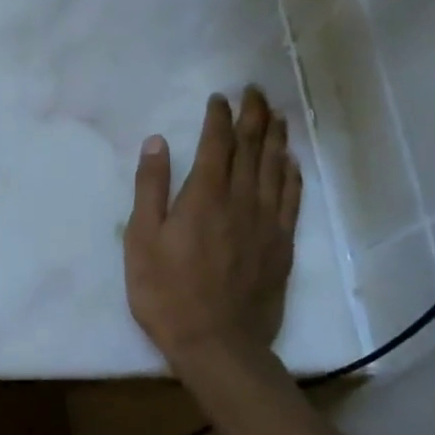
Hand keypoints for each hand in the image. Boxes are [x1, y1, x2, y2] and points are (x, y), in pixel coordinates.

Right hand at [124, 87, 301, 368]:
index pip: (217, 144)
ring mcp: (267, 222)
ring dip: (276, 138)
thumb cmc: (166, 291)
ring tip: (276, 114)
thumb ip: (150, 188)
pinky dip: (292, 174)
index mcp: (204, 196)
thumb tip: (157, 142)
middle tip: (255, 91)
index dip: (219, 117)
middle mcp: (241, 200)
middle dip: (253, 116)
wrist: (217, 342)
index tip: (219, 98)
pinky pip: (291, 199)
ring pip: (276, 168)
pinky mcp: (281, 245)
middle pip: (252, 148)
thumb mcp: (141, 239)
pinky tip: (291, 163)